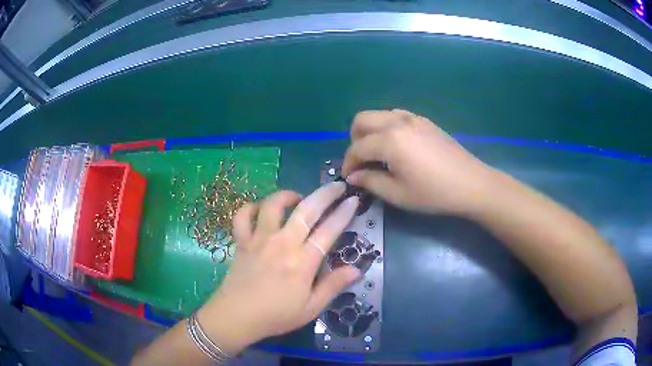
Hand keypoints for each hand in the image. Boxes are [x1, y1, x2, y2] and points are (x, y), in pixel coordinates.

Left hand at [197, 183, 360, 353]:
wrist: (237, 317)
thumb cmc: (276, 316)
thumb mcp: (311, 308)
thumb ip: (333, 286)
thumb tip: (356, 269)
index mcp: (302, 262)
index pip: (328, 231)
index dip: (343, 213)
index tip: (353, 200)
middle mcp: (282, 244)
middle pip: (306, 210)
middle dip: (325, 194)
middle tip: (336, 185)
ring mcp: (259, 239)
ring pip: (273, 205)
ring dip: (288, 195)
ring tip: (297, 197)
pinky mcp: (242, 241)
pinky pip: (243, 215)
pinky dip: (251, 207)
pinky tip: (260, 210)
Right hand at [342, 109, 497, 215]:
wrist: (471, 184)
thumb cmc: (433, 193)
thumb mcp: (398, 194)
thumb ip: (370, 182)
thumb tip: (353, 176)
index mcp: (390, 141)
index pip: (357, 147)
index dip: (349, 163)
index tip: (349, 177)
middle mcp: (398, 122)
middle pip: (362, 120)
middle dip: (354, 139)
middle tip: (362, 161)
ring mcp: (413, 118)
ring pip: (379, 114)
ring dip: (371, 131)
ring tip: (378, 153)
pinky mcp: (424, 121)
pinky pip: (396, 116)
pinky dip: (387, 127)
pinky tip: (397, 146)